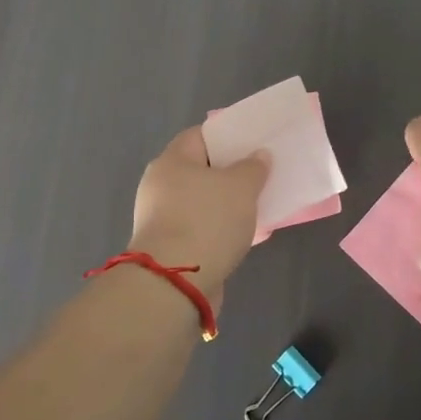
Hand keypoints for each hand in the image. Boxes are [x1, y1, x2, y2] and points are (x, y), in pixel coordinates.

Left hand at [130, 127, 268, 298]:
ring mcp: (162, 219)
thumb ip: (253, 167)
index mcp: (171, 161)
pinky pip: (201, 228)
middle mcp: (160, 185)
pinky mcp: (169, 248)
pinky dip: (220, 229)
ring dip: (226, 204)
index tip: (252, 142)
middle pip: (200, 170)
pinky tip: (244, 235)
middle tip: (260, 173)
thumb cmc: (207, 221)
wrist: (176, 284)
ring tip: (257, 204)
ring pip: (202, 202)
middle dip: (230, 172)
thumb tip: (258, 156)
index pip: (199, 135)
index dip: (227, 136)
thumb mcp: (241, 187)